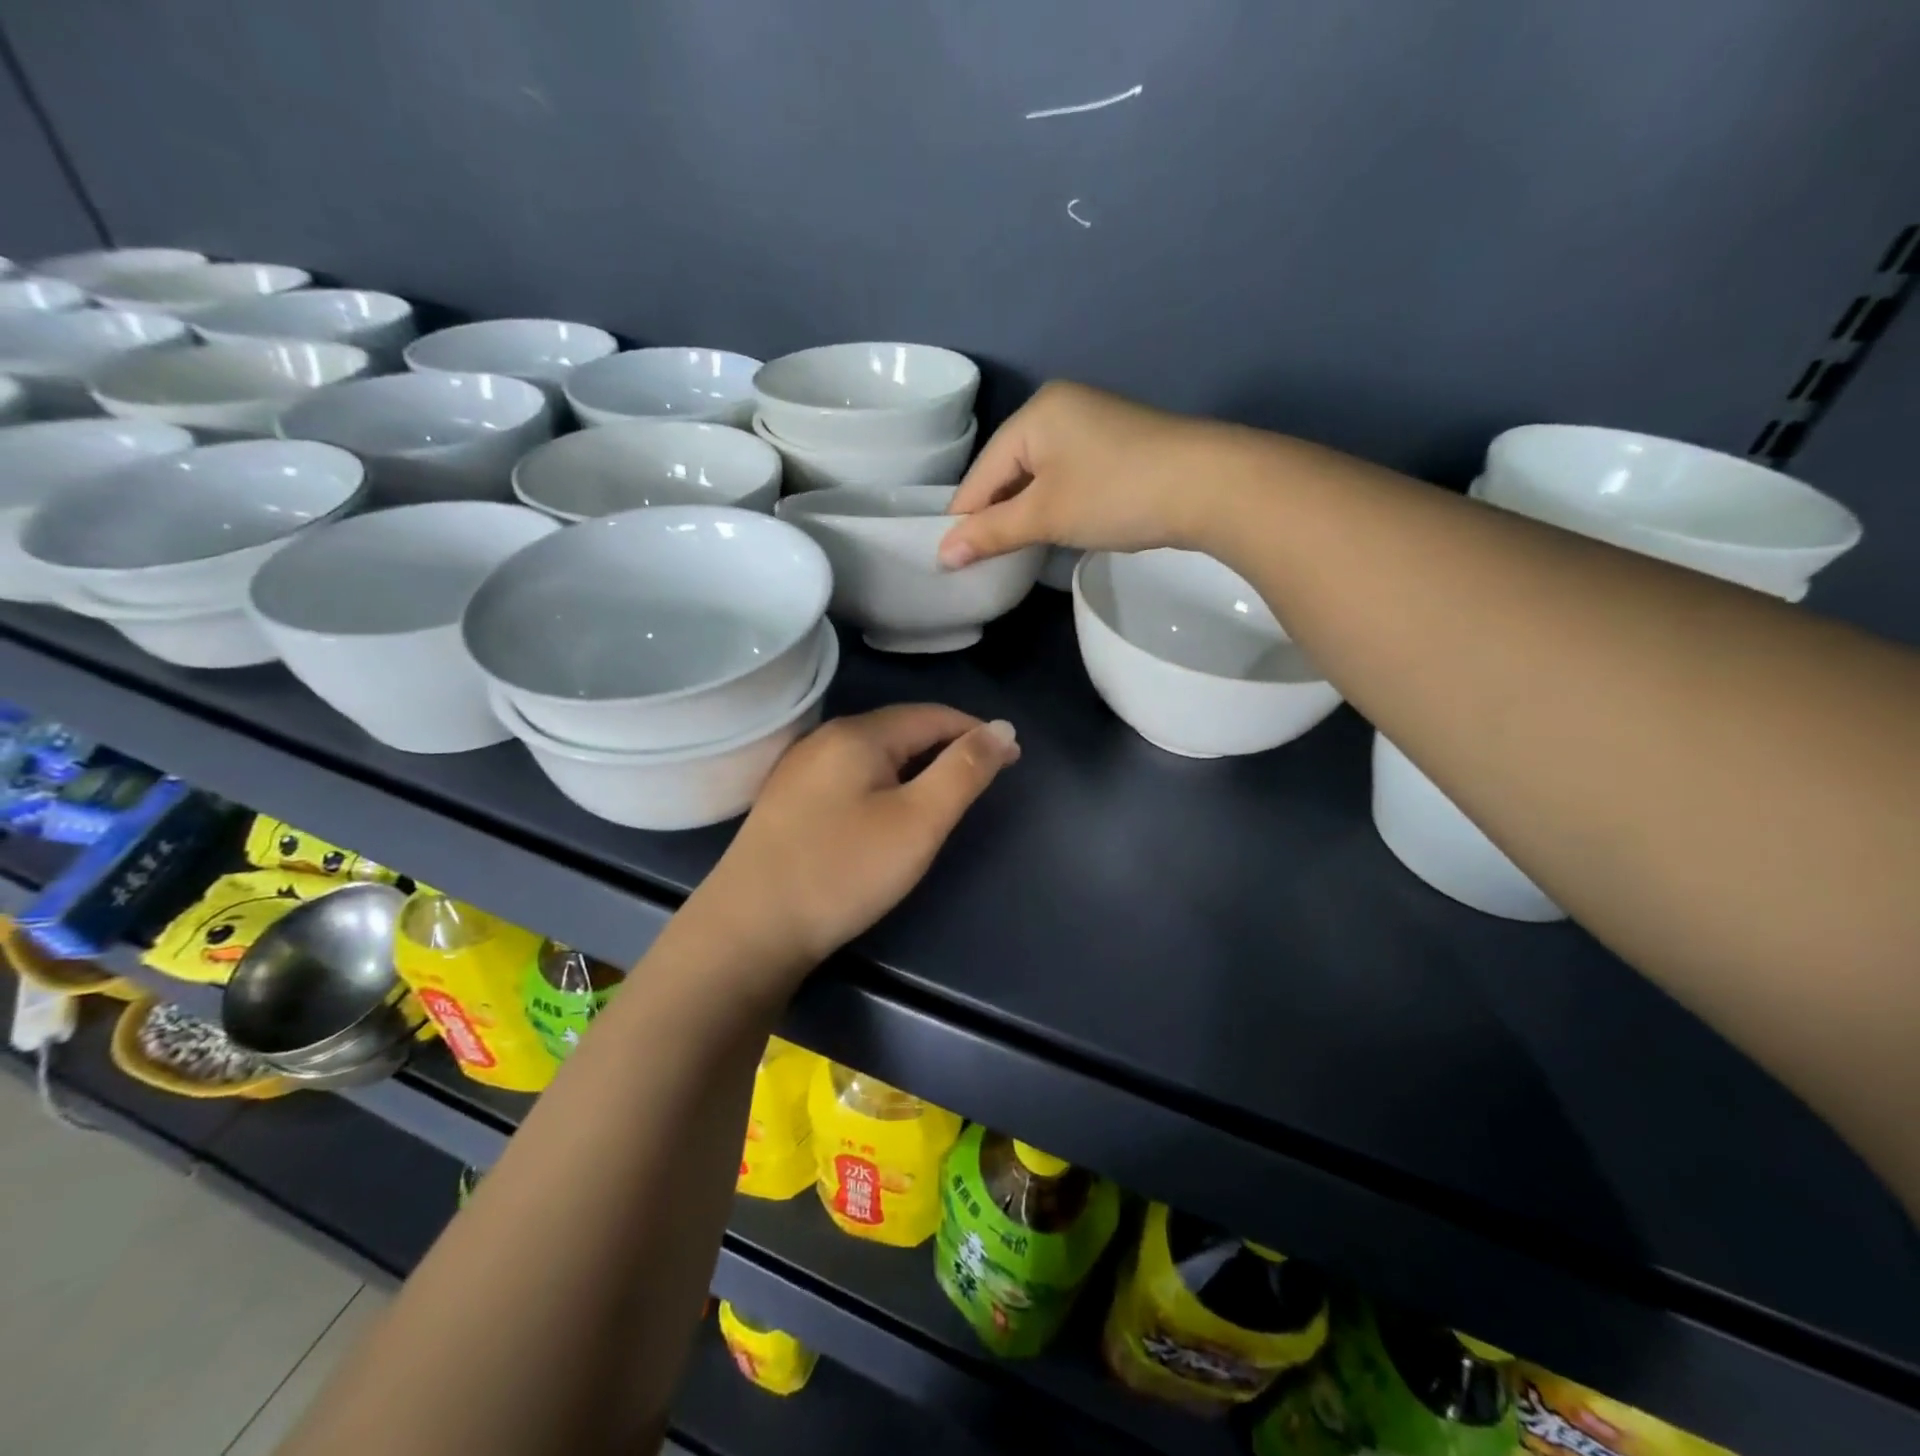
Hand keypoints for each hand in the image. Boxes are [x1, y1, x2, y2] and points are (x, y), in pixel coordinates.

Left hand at [685, 705, 1018, 995]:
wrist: (749, 929)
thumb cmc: (844, 871)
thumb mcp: (918, 821)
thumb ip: (963, 771)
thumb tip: (1002, 728)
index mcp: (858, 734)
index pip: (933, 716)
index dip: (977, 732)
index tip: (1012, 758)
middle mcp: (825, 738)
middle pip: (901, 730)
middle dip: (948, 746)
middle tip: (984, 778)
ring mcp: (800, 769)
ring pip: (874, 754)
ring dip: (916, 764)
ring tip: (945, 792)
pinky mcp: (788, 800)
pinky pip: (851, 775)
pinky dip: (885, 782)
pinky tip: (888, 809)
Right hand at [938, 381, 1238, 567]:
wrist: (1210, 486)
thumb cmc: (1115, 494)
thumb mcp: (1045, 516)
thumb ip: (991, 533)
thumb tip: (942, 555)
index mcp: (1036, 413)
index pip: (981, 472)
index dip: (964, 518)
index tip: (949, 560)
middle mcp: (1061, 408)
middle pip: (1008, 470)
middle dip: (995, 516)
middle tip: (980, 561)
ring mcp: (1093, 425)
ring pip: (1038, 476)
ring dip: (1024, 513)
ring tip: (1012, 552)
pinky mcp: (1118, 446)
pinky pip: (1067, 477)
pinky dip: (1054, 505)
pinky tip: (1052, 530)